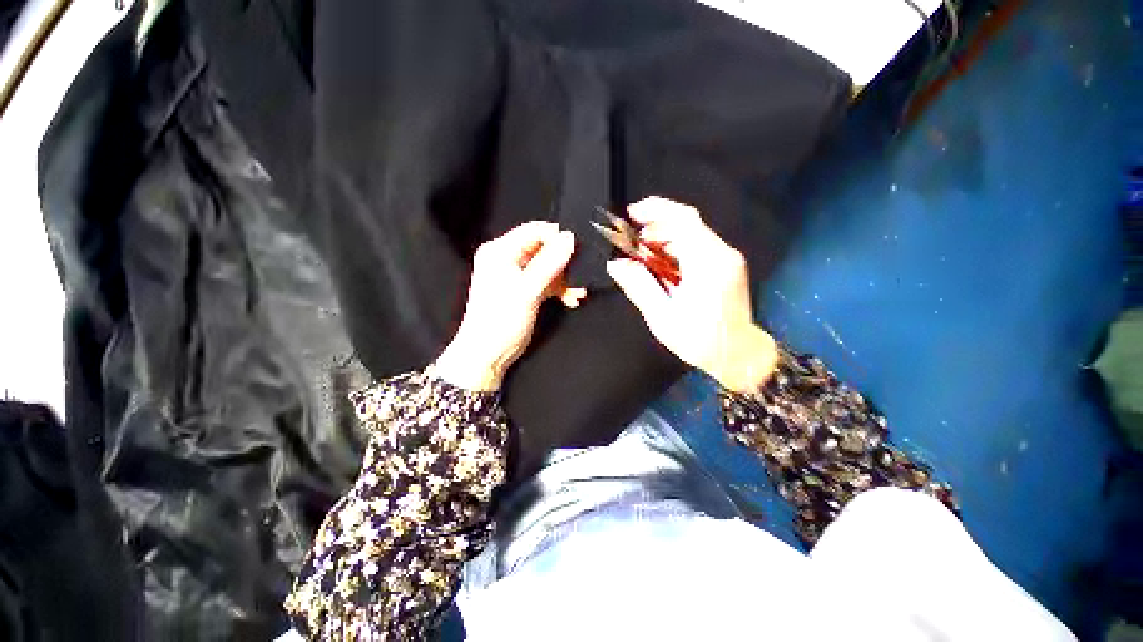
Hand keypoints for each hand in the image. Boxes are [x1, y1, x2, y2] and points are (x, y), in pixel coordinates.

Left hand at [435, 221, 585, 390]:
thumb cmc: (499, 322)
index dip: (557, 238)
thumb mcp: (527, 290)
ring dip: (564, 279)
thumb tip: (569, 238)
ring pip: (548, 267)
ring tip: (576, 293)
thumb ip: (549, 263)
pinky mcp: (525, 290)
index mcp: (499, 251)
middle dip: (563, 263)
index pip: (534, 231)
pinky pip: (547, 281)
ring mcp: (516, 275)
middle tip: (578, 275)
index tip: (577, 250)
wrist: (488, 354)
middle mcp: (506, 259)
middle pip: (543, 249)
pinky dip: (560, 289)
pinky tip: (571, 299)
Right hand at [606, 197, 776, 392]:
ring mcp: (727, 258)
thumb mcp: (662, 317)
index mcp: (707, 263)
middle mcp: (722, 254)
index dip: (655, 210)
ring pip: (692, 234)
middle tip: (632, 242)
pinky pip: (699, 246)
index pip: (683, 220)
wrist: (740, 355)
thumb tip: (616, 264)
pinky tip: (662, 265)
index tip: (631, 214)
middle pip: (687, 224)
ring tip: (642, 255)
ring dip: (664, 238)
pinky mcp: (727, 265)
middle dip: (656, 226)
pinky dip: (677, 249)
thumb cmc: (701, 340)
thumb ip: (639, 287)